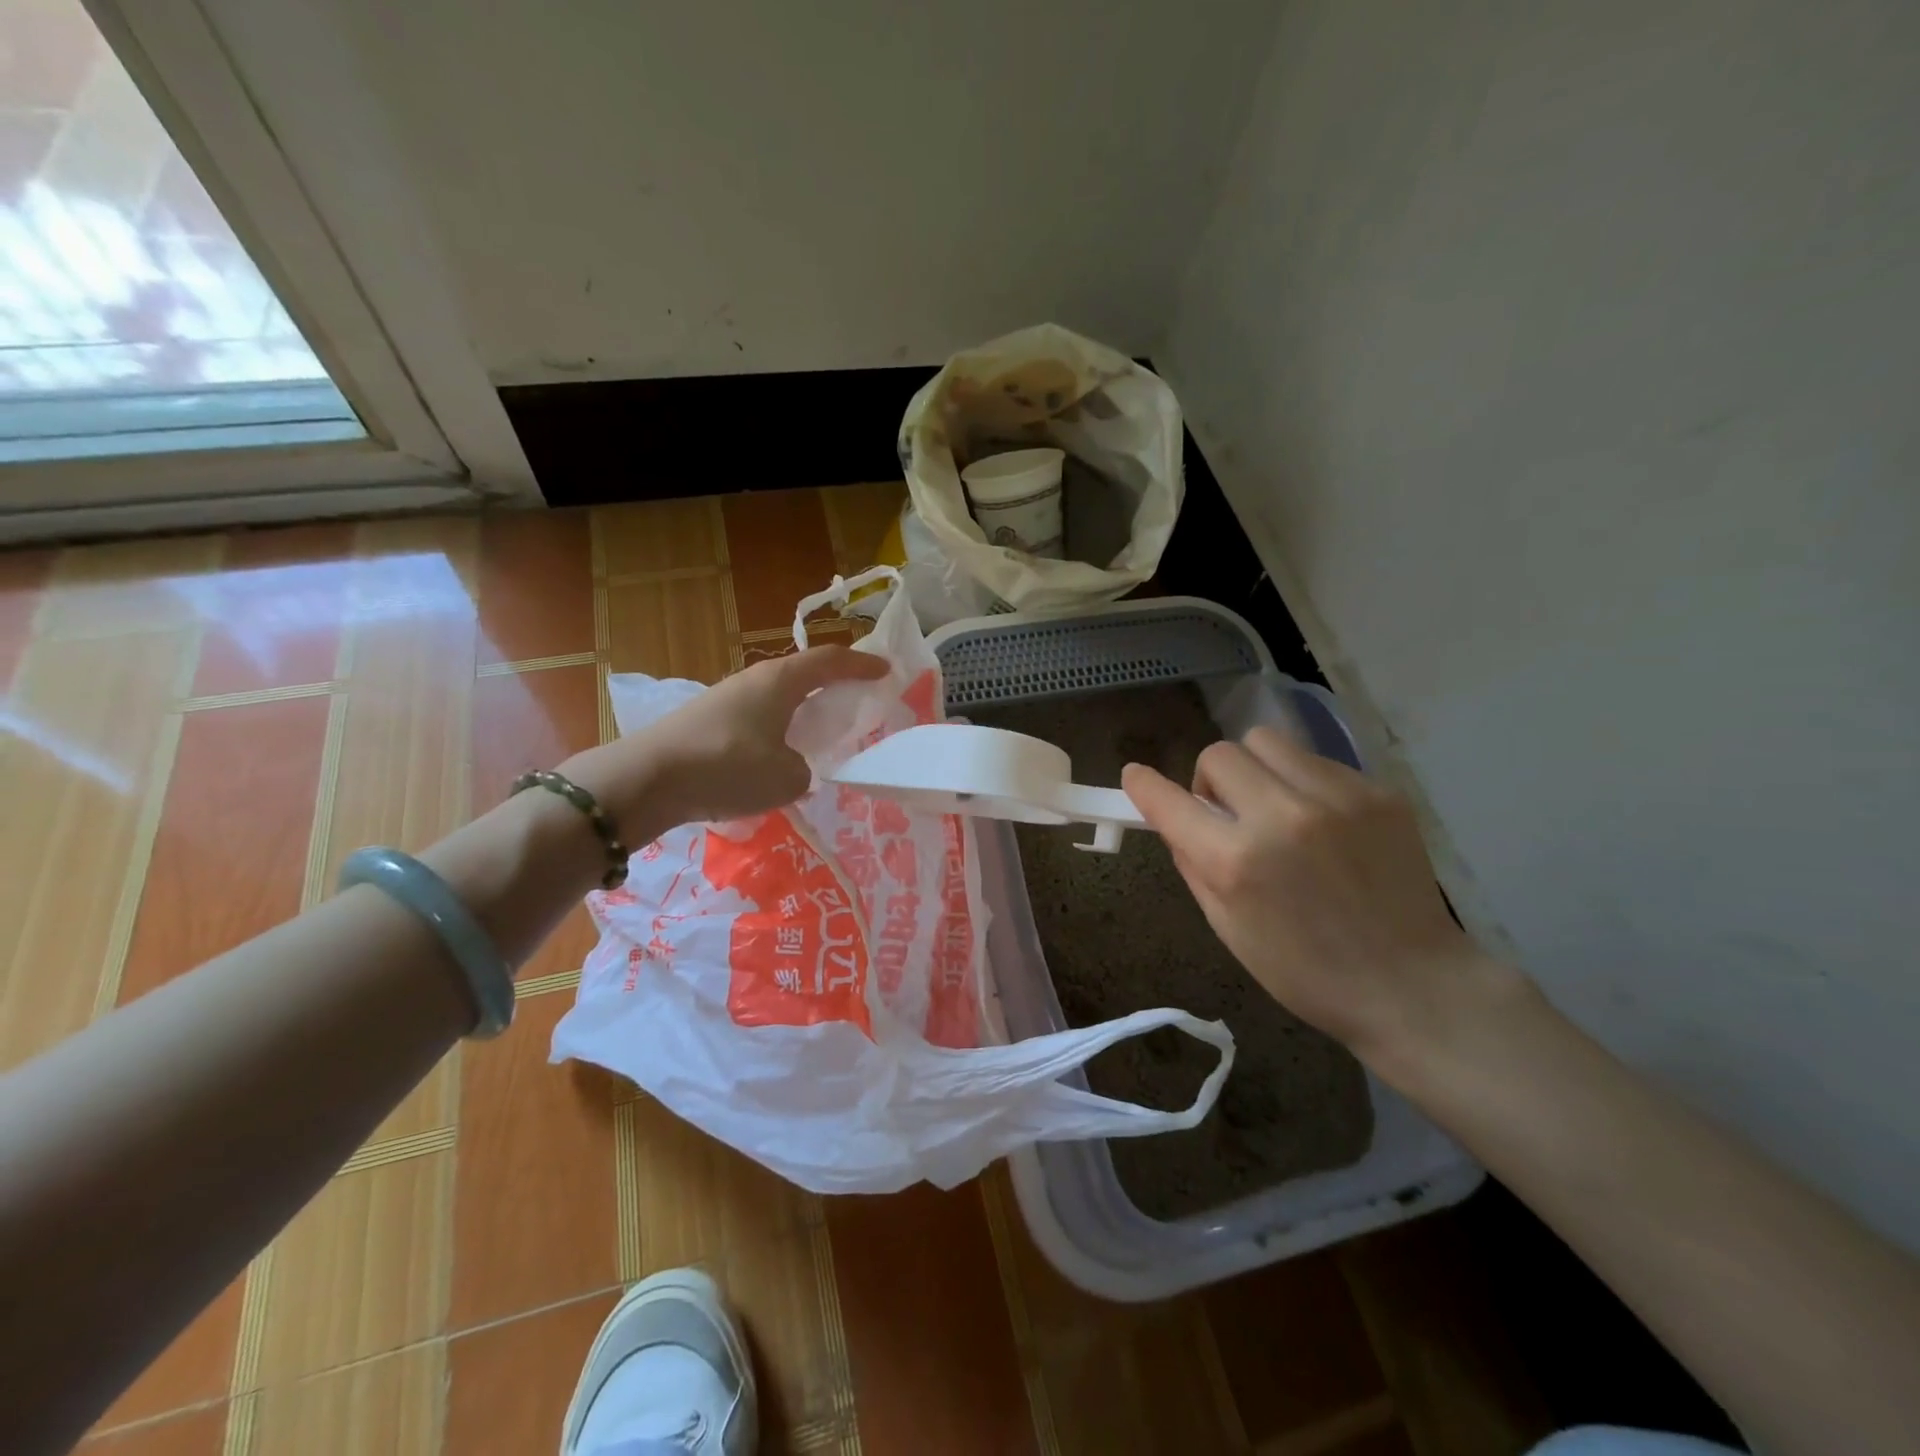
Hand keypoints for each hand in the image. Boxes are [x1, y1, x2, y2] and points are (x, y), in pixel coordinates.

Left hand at [563, 646, 888, 836]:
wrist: (646, 780)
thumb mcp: (786, 777)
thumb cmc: (728, 767)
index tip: (886, 669)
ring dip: (801, 711)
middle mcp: (754, 680)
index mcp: (781, 681)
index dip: (862, 664)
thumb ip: (805, 771)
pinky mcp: (706, 721)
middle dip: (832, 685)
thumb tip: (795, 769)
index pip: (831, 661)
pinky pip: (756, 719)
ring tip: (817, 735)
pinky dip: (777, 730)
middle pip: (803, 674)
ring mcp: (726, 698)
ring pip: (777, 698)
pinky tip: (776, 758)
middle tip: (855, 700)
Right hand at [1122, 726, 1516, 1067]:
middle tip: (1229, 815)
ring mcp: (1336, 797)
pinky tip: (1322, 822)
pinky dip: (1301, 783)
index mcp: (1237, 861)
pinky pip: (1315, 761)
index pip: (1170, 800)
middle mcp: (1283, 816)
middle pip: (1220, 753)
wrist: (1412, 985)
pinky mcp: (1377, 792)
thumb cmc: (1305, 971)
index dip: (1144, 785)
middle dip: (1211, 781)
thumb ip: (1193, 863)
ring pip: (1267, 741)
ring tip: (1275, 807)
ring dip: (1255, 769)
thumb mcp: (1227, 927)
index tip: (1136, 777)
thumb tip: (1175, 818)